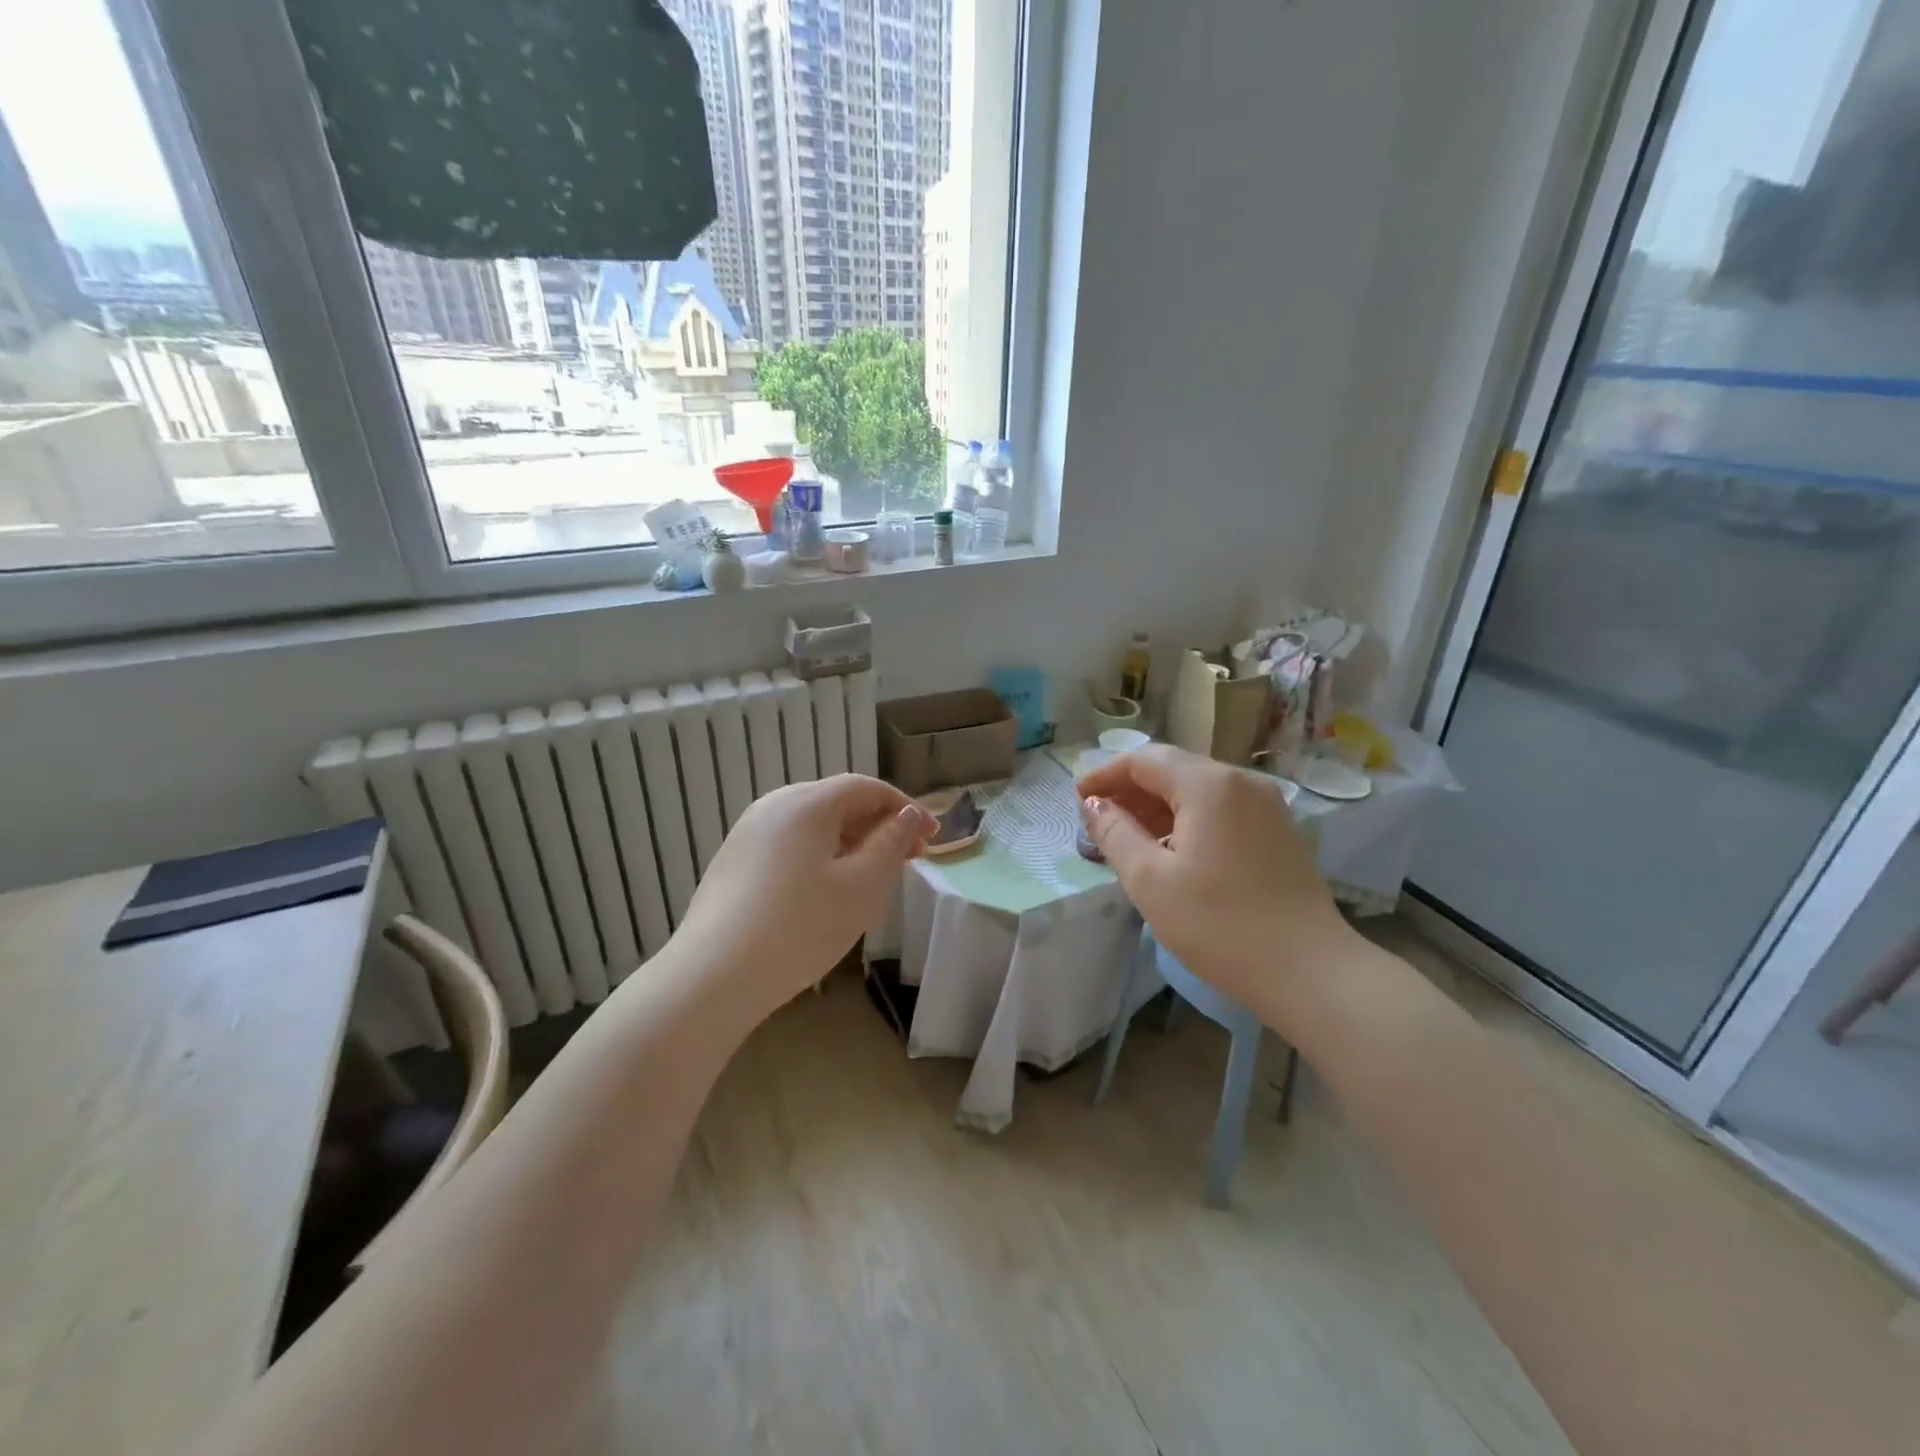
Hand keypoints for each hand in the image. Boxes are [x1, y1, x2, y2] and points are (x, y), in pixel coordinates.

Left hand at [668, 775, 933, 1013]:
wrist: (712, 976)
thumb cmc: (799, 928)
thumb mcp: (861, 887)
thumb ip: (890, 844)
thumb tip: (907, 815)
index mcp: (807, 802)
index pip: (867, 788)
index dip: (905, 807)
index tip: (932, 838)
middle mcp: (774, 805)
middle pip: (838, 801)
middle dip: (879, 824)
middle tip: (909, 858)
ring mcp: (748, 831)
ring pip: (814, 824)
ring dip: (851, 840)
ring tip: (874, 875)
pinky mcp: (734, 859)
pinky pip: (790, 842)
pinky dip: (821, 854)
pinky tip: (827, 888)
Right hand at [1078, 745, 1355, 1024]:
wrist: (1309, 971)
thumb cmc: (1219, 925)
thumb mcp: (1150, 880)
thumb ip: (1115, 833)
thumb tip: (1094, 805)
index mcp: (1208, 784)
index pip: (1143, 760)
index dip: (1105, 775)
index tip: (1077, 799)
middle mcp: (1240, 781)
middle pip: (1172, 768)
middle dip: (1130, 789)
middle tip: (1098, 820)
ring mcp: (1266, 804)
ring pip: (1198, 789)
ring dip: (1158, 804)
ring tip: (1128, 836)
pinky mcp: (1278, 829)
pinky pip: (1221, 808)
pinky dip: (1188, 818)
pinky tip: (1172, 849)